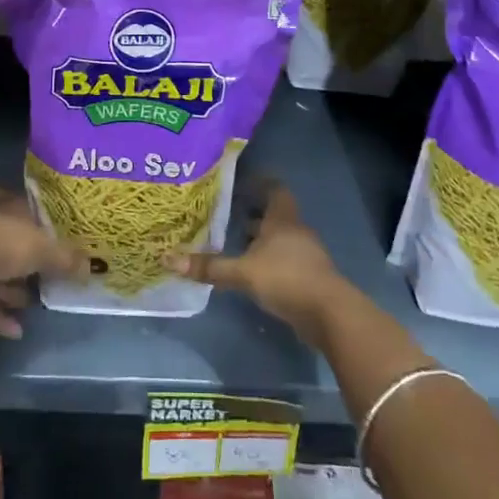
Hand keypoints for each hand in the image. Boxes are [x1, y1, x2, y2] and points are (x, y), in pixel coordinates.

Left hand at [0, 182, 85, 339]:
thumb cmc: (6, 244)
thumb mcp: (45, 248)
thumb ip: (66, 259)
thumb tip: (90, 268)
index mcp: (8, 211)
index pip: (25, 210)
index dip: (38, 220)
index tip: (52, 233)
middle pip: (12, 246)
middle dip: (28, 263)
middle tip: (49, 276)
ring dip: (14, 292)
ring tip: (36, 305)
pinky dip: (0, 317)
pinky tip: (17, 331)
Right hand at [167, 183, 350, 343]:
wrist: (329, 314)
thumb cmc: (286, 279)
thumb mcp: (243, 273)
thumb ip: (209, 267)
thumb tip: (169, 259)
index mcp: (282, 219)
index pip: (275, 189)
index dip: (259, 183)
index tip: (239, 183)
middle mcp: (295, 231)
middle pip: (275, 214)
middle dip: (253, 214)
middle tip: (227, 214)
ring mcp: (305, 255)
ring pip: (279, 239)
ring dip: (261, 240)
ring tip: (235, 244)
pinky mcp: (308, 277)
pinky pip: (285, 260)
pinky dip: (268, 261)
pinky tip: (252, 272)